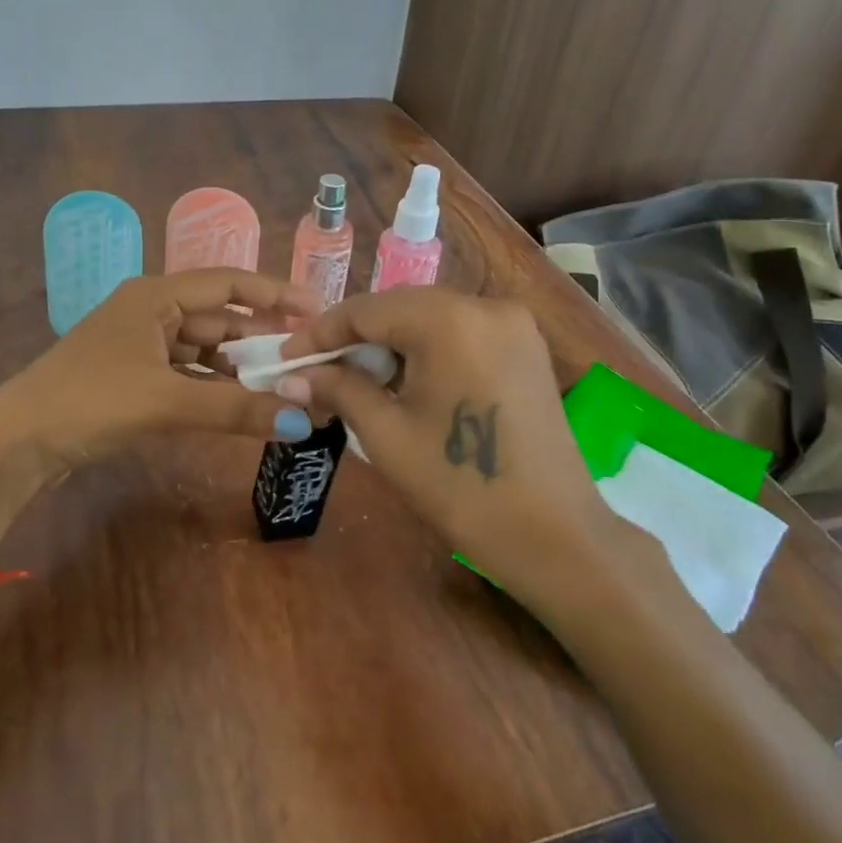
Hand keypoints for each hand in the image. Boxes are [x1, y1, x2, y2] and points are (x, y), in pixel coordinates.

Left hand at [0, 269, 323, 473]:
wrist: (17, 442)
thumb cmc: (91, 402)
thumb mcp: (167, 401)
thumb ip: (236, 408)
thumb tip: (302, 420)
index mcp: (156, 295)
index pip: (229, 283)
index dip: (276, 294)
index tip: (318, 311)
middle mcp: (151, 310)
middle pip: (219, 317)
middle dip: (262, 337)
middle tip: (308, 356)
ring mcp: (140, 344)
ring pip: (204, 348)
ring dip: (239, 366)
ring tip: (284, 384)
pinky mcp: (133, 376)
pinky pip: (187, 372)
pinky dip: (214, 386)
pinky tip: (241, 403)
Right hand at [280, 287, 633, 613]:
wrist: (556, 536)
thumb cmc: (461, 487)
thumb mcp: (387, 435)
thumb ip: (338, 390)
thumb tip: (292, 375)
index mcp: (449, 319)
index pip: (366, 310)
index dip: (320, 334)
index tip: (285, 359)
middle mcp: (484, 305)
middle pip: (399, 308)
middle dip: (354, 338)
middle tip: (317, 373)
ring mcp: (513, 324)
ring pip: (429, 318)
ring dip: (389, 344)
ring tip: (356, 381)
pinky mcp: (526, 346)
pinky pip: (460, 332)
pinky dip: (425, 349)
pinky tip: (405, 382)